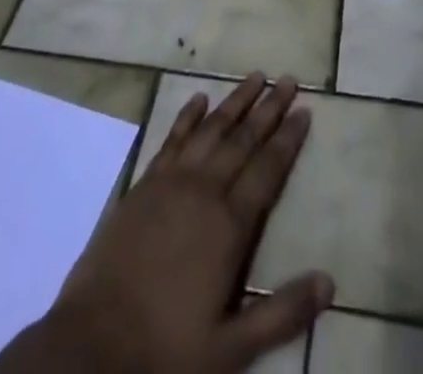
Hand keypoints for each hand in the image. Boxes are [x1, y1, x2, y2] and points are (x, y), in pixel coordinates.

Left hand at [0, 73, 331, 373]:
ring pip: (211, 129)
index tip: (305, 110)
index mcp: (229, 226)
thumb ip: (282, 314)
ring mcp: (171, 183)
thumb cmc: (166, 350)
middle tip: (288, 78)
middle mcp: (204, 191)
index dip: (288, 139)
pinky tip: (199, 98)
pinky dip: (188, 116)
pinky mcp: (144, 184)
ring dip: (235, 101)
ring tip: (256, 76)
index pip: (268, 169)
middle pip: (243, 139)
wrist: (92, 344)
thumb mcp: (232, 349)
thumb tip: (330, 283)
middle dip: (269, 108)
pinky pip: (172, 138)